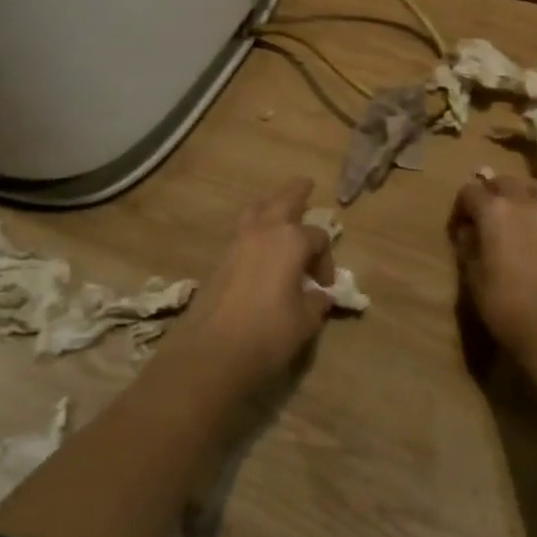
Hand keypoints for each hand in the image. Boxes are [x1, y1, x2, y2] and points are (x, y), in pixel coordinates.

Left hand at [162, 178, 334, 389]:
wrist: (211, 353)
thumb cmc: (267, 334)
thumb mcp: (305, 322)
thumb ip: (316, 303)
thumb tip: (319, 295)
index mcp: (291, 240)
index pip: (318, 237)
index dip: (326, 260)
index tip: (324, 286)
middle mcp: (264, 232)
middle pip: (284, 200)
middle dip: (297, 192)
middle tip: (307, 184)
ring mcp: (237, 242)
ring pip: (256, 210)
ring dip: (270, 205)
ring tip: (278, 208)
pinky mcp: (220, 259)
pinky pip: (242, 230)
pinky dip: (254, 227)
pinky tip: (259, 243)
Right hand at [450, 173, 536, 363]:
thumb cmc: (503, 300)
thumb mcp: (473, 274)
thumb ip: (468, 245)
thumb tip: (469, 231)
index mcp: (493, 209)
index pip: (469, 192)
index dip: (460, 208)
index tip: (458, 228)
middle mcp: (520, 201)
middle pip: (501, 182)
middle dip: (488, 194)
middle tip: (481, 219)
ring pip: (528, 186)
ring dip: (516, 194)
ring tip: (510, 215)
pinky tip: (530, 226)